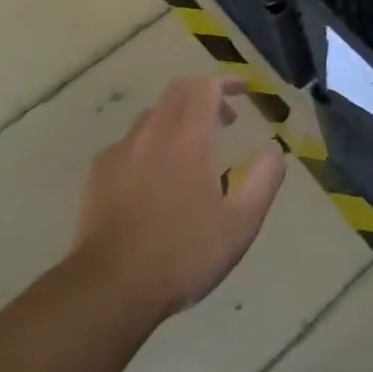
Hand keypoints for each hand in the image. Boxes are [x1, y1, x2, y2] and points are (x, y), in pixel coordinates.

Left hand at [71, 75, 288, 319]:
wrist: (109, 289)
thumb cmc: (183, 255)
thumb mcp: (241, 224)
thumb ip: (264, 180)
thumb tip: (275, 150)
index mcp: (189, 140)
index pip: (206, 88)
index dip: (226, 82)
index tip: (244, 89)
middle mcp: (153, 134)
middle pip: (177, 92)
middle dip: (204, 94)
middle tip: (224, 118)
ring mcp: (120, 153)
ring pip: (151, 116)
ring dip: (177, 118)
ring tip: (192, 149)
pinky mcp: (98, 175)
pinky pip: (129, 143)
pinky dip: (150, 143)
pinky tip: (154, 176)